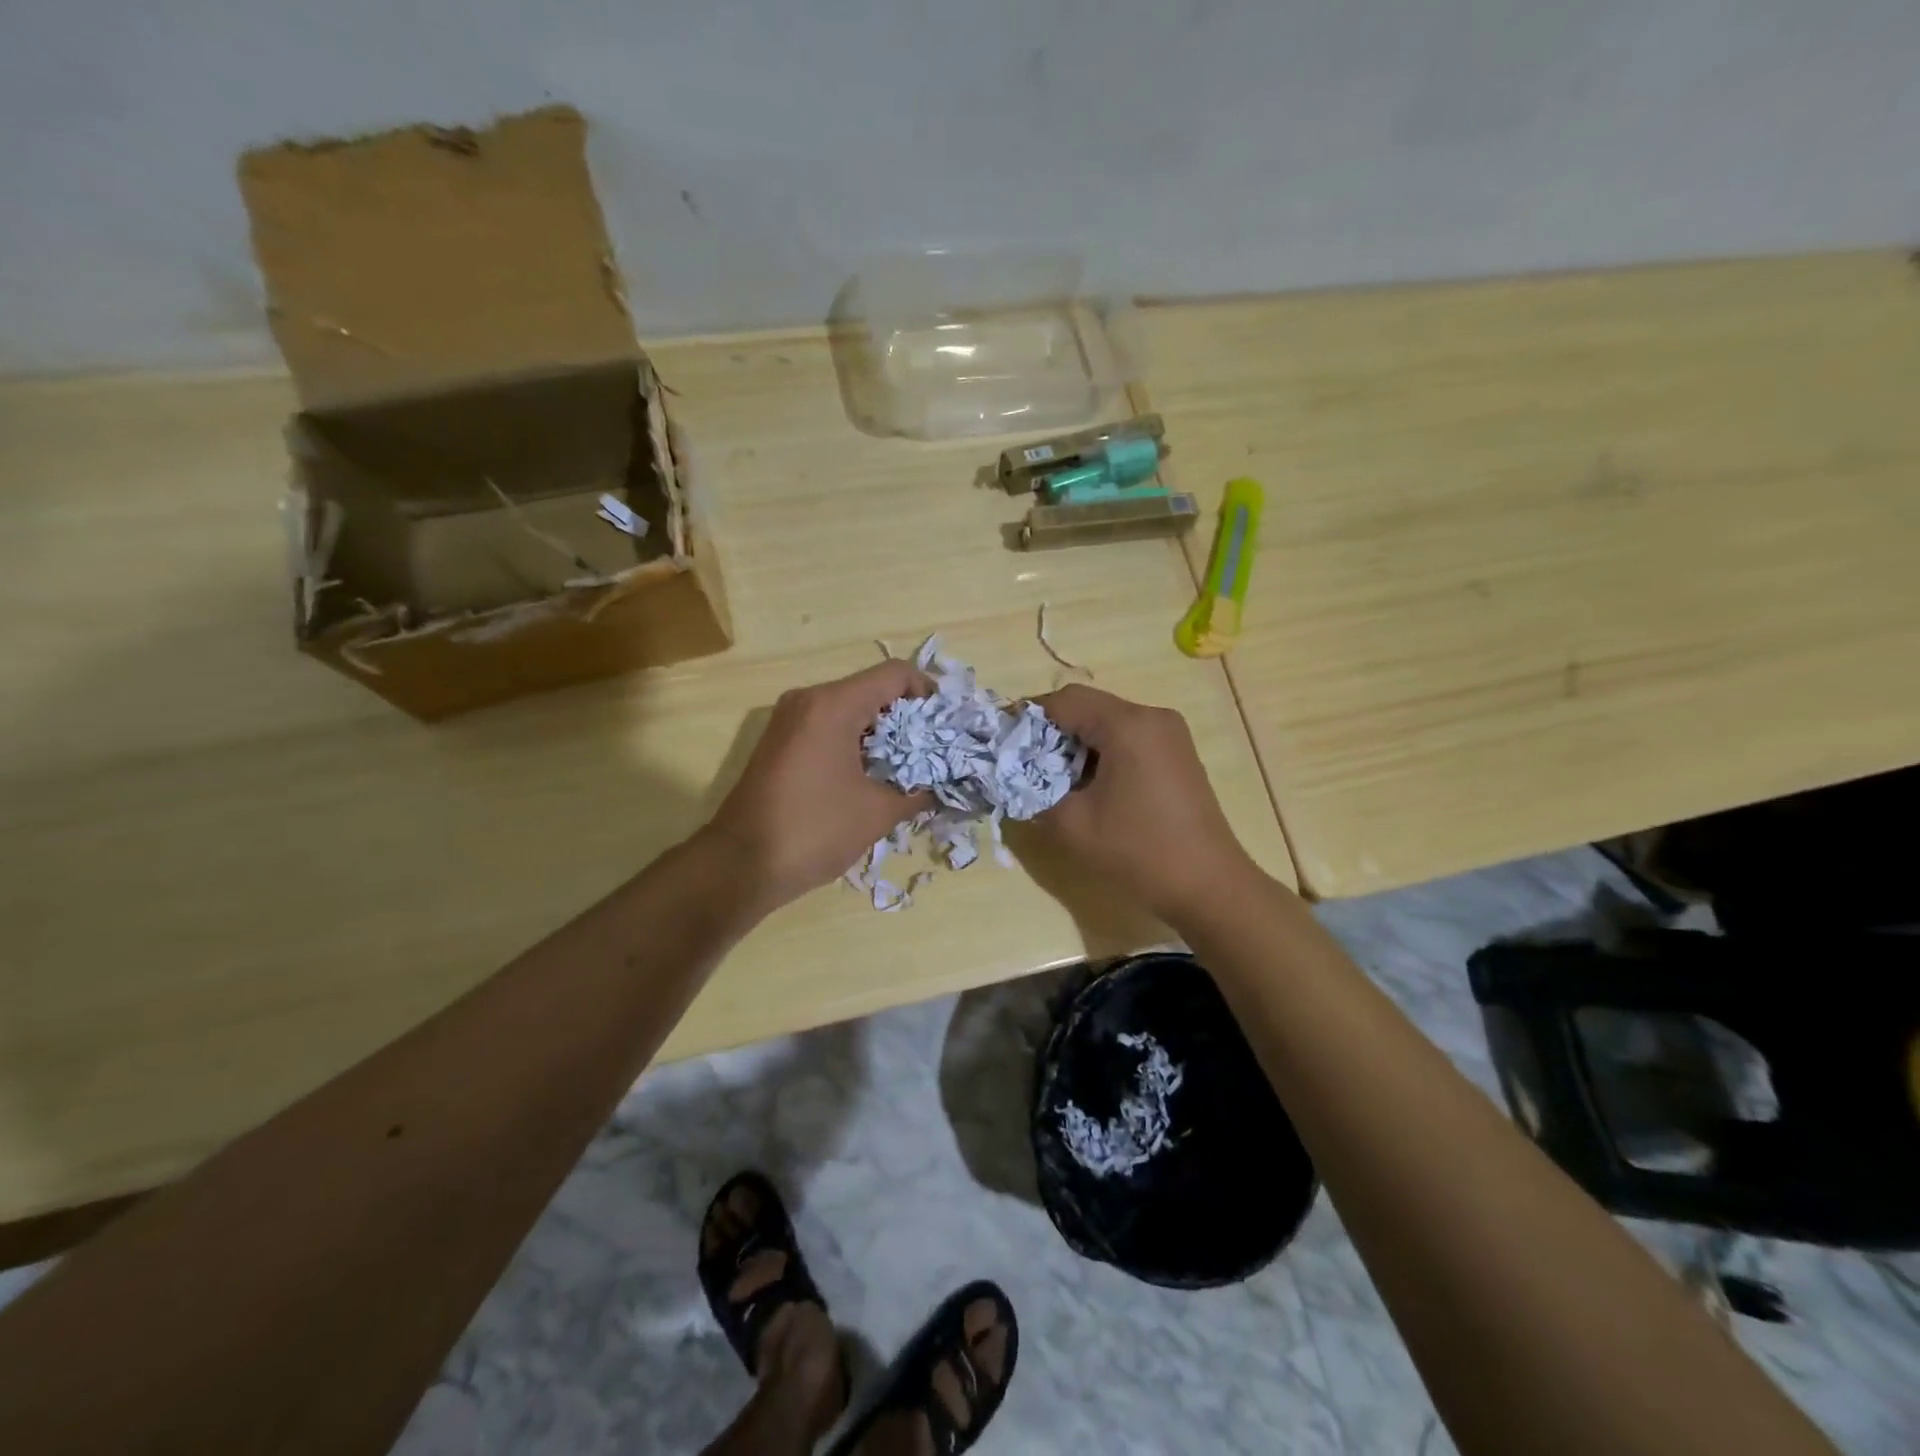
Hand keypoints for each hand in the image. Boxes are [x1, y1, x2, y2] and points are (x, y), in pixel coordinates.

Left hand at [703, 659, 933, 910]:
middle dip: (908, 718)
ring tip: (910, 768)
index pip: (894, 674)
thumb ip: (918, 792)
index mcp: (833, 705)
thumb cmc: (813, 830)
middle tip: (935, 751)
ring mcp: (789, 721)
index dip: (928, 694)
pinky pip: (828, 728)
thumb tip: (944, 788)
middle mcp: (808, 700)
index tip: (947, 727)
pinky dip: (856, 744)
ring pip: (850, 711)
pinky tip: (874, 777)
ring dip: (883, 734)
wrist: (739, 866)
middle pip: (872, 690)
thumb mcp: (877, 813)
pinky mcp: (780, 744)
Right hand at [1027, 685, 1257, 925]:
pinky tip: (1087, 784)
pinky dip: (1101, 752)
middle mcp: (1152, 717)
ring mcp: (1170, 734)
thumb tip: (1011, 779)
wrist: (1208, 885)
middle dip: (1051, 731)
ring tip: (1051, 776)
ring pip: (1108, 722)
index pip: (1065, 701)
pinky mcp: (1177, 754)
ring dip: (1076, 743)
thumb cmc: (1138, 851)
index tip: (1003, 740)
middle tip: (1022, 762)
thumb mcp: (1072, 825)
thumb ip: (1033, 793)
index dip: (1028, 716)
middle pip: (1088, 707)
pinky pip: (1128, 738)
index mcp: (1127, 725)